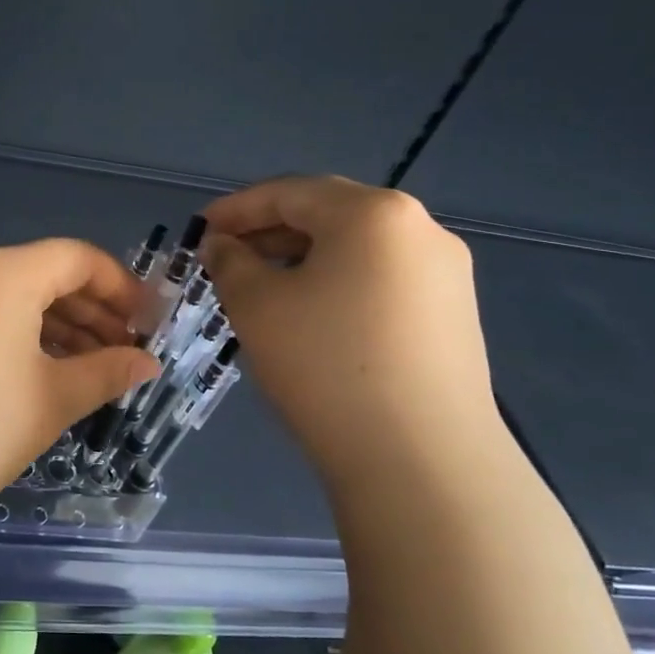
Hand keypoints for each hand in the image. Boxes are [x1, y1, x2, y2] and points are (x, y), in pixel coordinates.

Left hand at [0, 239, 159, 527]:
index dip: (121, 287)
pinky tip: (42, 372)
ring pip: (11, 297)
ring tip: (91, 368)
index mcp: (3, 273)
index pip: (76, 258)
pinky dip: (17, 334)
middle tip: (125, 352)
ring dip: (55, 326)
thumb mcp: (52, 399)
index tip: (148, 323)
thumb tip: (146, 363)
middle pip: (43, 274)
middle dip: (90, 311)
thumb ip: (107, 371)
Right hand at [201, 176, 499, 475]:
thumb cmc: (325, 365)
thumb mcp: (256, 305)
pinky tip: (311, 317)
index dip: (236, 209)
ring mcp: (445, 274)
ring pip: (356, 249)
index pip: (289, 192)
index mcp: (372, 213)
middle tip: (226, 258)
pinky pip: (382, 280)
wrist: (421, 461)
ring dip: (303, 259)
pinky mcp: (454, 316)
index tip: (200, 231)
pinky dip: (337, 284)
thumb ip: (231, 262)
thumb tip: (224, 245)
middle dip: (270, 232)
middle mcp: (420, 229)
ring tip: (262, 288)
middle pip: (328, 214)